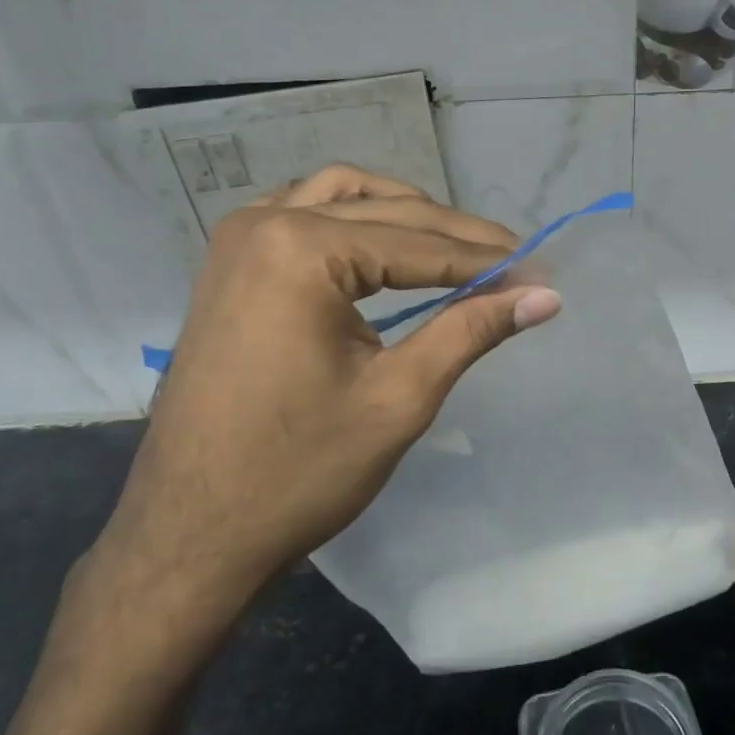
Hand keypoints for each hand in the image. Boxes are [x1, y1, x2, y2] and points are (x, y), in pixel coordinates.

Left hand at [82, 165, 561, 661]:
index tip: (540, 273)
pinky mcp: (228, 265)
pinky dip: (352, 220)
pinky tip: (381, 246)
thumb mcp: (399, 399)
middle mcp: (265, 222)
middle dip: (454, 238)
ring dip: (404, 215)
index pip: (419, 245)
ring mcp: (237, 240)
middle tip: (514, 265)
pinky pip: (302, 215)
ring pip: (342, 197)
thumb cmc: (298, 473)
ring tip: (456, 249)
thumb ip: (472, 331)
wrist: (189, 537)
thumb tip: (545, 296)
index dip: (487, 262)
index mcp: (301, 249)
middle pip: (385, 212)